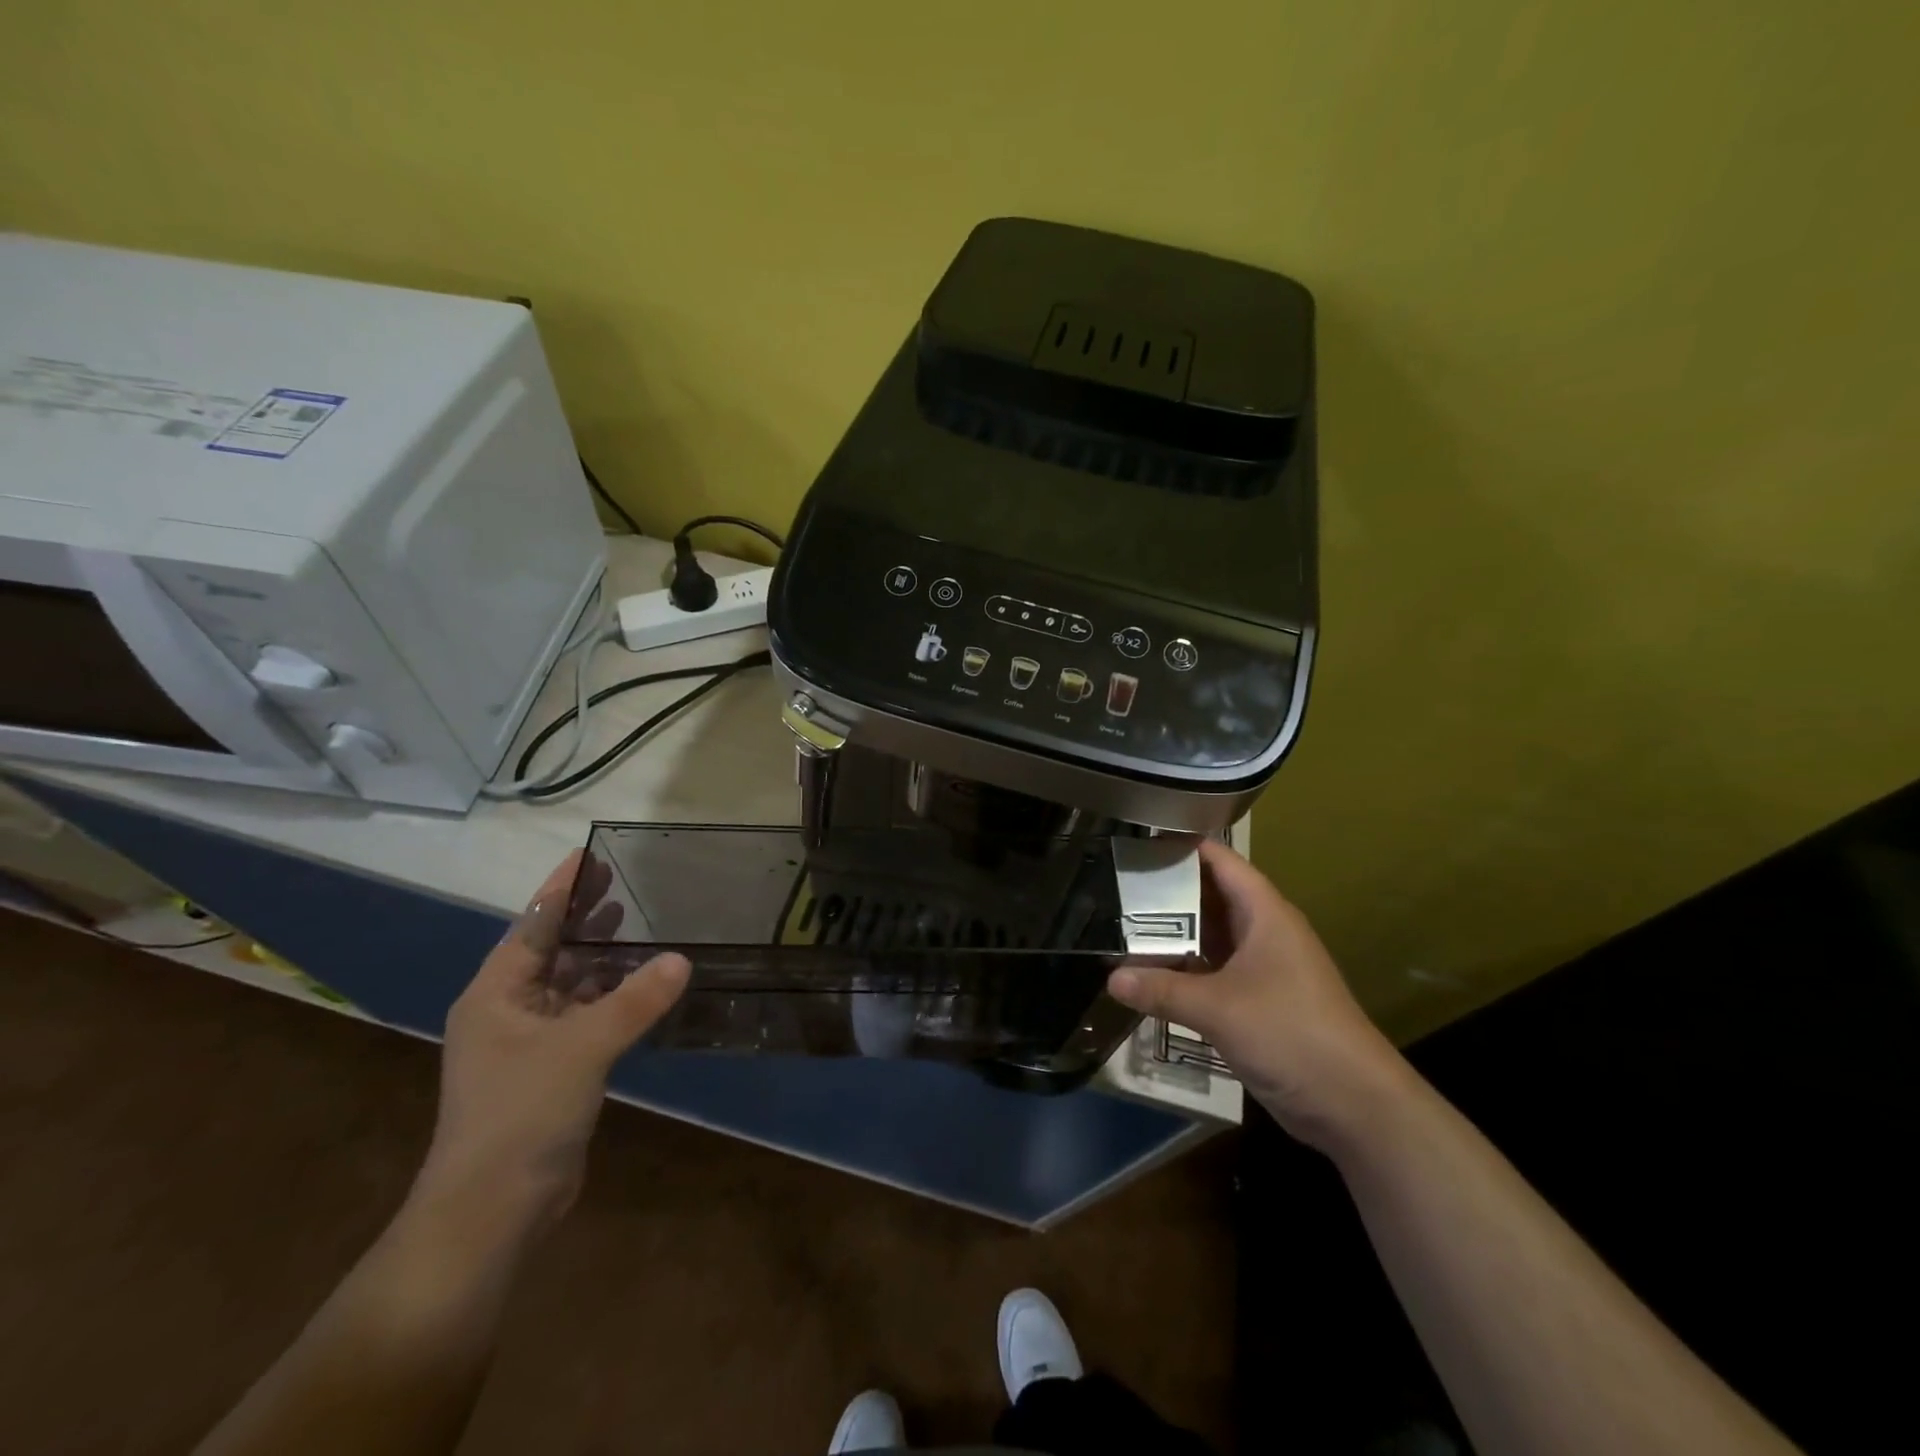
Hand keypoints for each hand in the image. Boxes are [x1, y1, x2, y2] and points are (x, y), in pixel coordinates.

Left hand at [422, 850, 688, 1228]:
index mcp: (495, 995)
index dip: (561, 889)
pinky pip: (585, 1017)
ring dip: (601, 958)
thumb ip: (634, 1000)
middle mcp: (507, 1012)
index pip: (532, 926)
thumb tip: (682, 959)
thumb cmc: (522, 1114)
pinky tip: (642, 985)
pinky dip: (611, 997)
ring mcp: (528, 1045)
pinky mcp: (551, 1071)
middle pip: (550, 951)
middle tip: (625, 881)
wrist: (491, 1211)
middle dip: (585, 918)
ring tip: (639, 924)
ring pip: (570, 986)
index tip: (590, 853)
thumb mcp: (582, 1048)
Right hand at [1107, 840, 1407, 1150]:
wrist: (1354, 1104)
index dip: (1182, 846)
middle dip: (1168, 891)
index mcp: (1265, 913)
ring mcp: (1265, 968)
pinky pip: (1216, 970)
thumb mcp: (1219, 1008)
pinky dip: (1187, 968)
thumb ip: (1162, 990)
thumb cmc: (1290, 1033)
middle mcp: (1265, 932)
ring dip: (1176, 933)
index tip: (1137, 843)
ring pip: (1213, 936)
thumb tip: (1111, 978)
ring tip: (1124, 924)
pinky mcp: (1261, 1000)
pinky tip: (1152, 974)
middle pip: (1212, 896)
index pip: (1220, 861)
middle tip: (1118, 886)